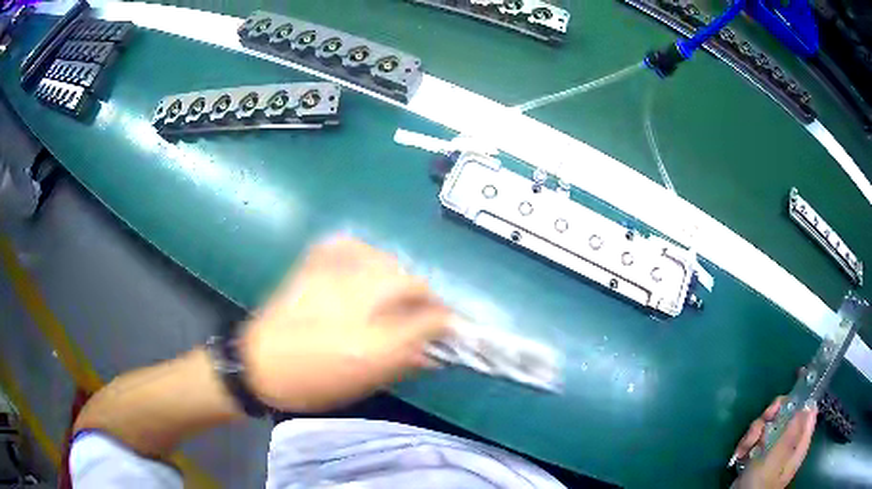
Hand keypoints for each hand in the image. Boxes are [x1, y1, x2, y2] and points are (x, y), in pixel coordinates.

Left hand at [240, 237, 451, 411]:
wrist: (261, 363)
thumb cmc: (316, 376)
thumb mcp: (369, 374)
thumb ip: (408, 354)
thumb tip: (438, 342)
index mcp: (371, 322)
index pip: (426, 309)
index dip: (445, 319)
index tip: (451, 330)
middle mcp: (356, 287)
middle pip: (409, 280)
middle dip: (424, 300)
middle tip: (422, 321)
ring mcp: (333, 270)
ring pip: (384, 261)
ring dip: (399, 280)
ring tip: (395, 301)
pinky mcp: (314, 264)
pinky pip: (350, 246)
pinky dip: (366, 255)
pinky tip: (365, 268)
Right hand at [732, 396, 817, 488]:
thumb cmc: (761, 481)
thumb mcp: (777, 456)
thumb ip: (792, 429)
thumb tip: (807, 402)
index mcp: (800, 442)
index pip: (809, 410)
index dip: (804, 394)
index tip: (795, 380)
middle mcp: (789, 442)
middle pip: (786, 413)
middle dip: (771, 416)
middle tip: (763, 422)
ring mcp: (773, 449)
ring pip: (768, 425)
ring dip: (754, 433)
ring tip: (745, 447)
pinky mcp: (758, 455)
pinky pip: (755, 438)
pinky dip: (746, 443)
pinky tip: (739, 454)